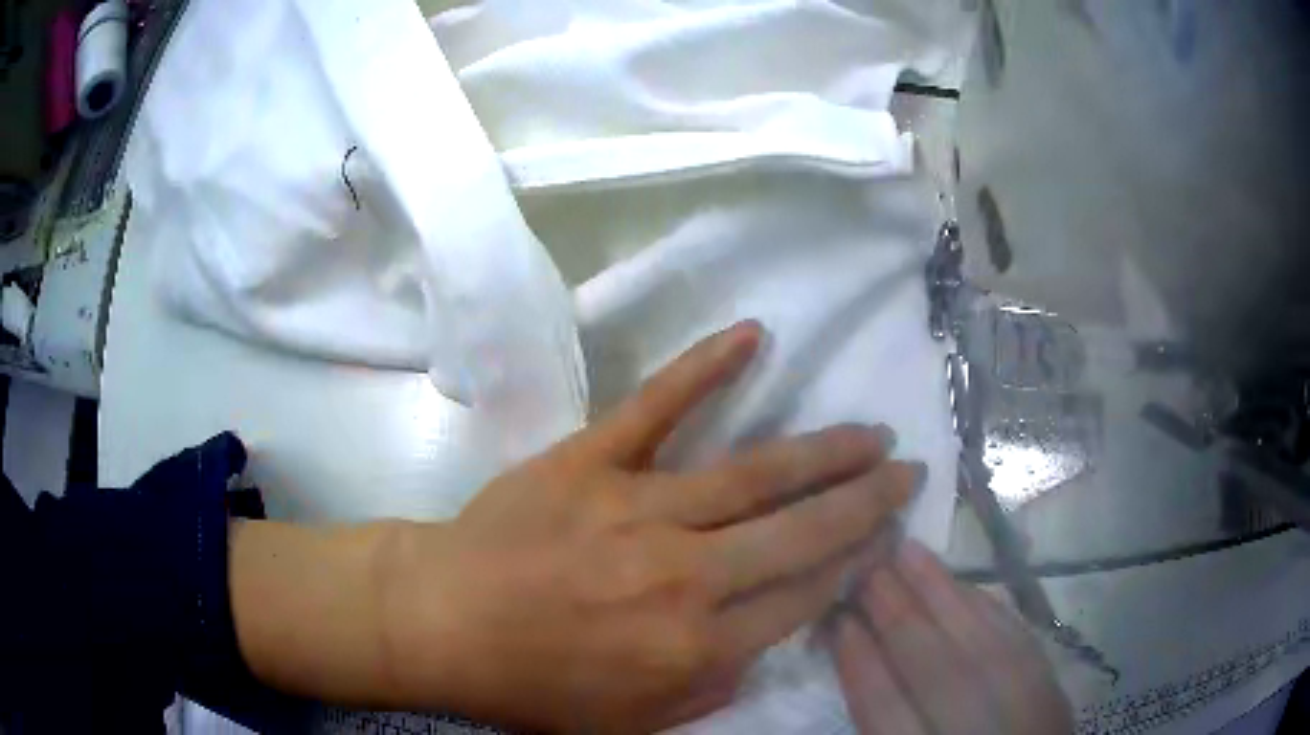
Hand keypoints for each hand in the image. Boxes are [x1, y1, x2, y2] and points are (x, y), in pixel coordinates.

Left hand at [380, 322, 920, 732]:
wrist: (442, 622)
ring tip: (872, 434)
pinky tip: (752, 334)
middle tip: (907, 472)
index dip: (854, 564)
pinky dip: (705, 366)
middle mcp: (686, 574)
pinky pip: (657, 405)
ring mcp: (638, 508)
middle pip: (802, 532)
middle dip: (866, 502)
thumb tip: (761, 640)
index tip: (885, 537)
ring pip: (756, 472)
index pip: (804, 596)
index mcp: (696, 645)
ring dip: (824, 450)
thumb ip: (709, 687)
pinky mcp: (591, 460)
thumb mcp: (630, 722)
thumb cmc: (532, 684)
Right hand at [829, 541, 1073, 734]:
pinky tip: (963, 584)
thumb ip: (880, 713)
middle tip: (866, 567)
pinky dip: (986, 608)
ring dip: (942, 595)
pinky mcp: (1051, 688)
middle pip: (937, 670)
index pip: (885, 710)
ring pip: (981, 644)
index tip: (837, 620)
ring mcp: (1023, 708)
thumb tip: (851, 646)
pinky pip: (1018, 639)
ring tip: (908, 552)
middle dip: (897, 615)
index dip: (860, 662)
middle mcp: (978, 730)